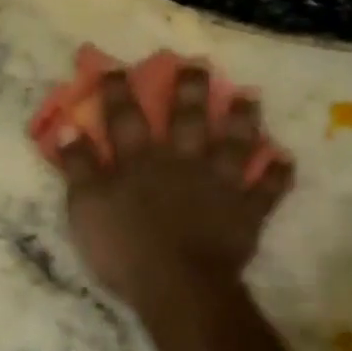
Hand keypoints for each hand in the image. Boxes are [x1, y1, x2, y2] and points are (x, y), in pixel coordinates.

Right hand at [57, 66, 292, 314]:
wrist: (177, 284)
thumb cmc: (123, 247)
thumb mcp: (85, 207)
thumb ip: (78, 166)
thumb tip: (67, 127)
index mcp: (139, 160)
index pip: (125, 117)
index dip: (119, 91)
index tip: (118, 67)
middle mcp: (181, 161)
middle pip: (187, 118)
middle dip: (190, 90)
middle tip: (197, 66)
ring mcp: (219, 183)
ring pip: (233, 143)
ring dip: (242, 119)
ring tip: (249, 97)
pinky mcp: (245, 211)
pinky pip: (266, 190)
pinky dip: (277, 175)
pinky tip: (284, 160)